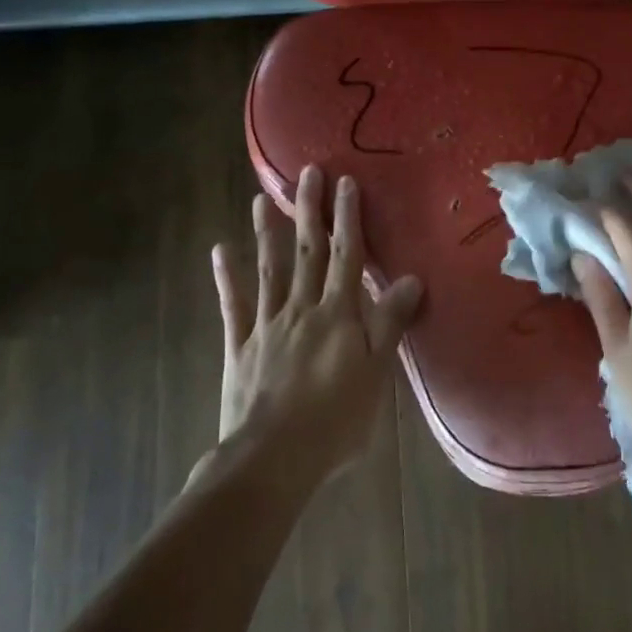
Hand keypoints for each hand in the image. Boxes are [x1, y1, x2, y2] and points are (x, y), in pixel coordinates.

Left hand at [210, 165, 423, 479]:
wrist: (273, 458)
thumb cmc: (336, 420)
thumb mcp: (377, 373)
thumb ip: (390, 323)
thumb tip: (411, 278)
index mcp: (338, 314)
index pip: (346, 256)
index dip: (348, 218)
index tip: (346, 182)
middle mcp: (301, 309)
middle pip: (306, 252)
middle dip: (309, 210)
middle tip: (306, 173)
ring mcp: (267, 325)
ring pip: (268, 270)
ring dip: (266, 233)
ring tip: (261, 200)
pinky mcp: (240, 346)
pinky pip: (234, 305)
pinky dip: (226, 277)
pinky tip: (219, 250)